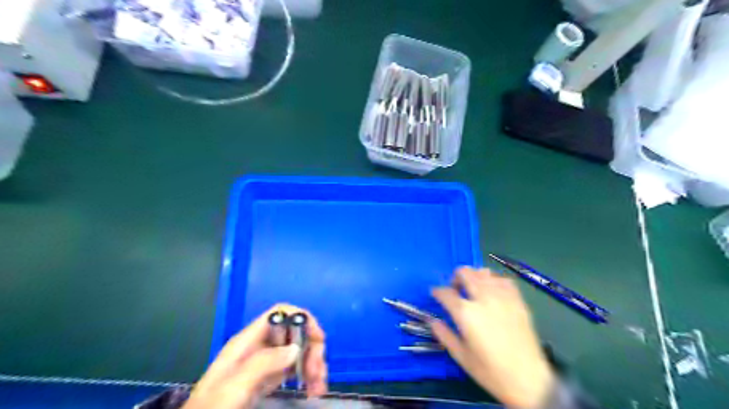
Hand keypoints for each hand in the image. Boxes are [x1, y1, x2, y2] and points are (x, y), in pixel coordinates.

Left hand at [184, 303, 329, 408]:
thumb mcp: (234, 387)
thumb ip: (263, 364)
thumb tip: (296, 348)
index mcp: (248, 341)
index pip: (279, 314)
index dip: (301, 319)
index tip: (317, 339)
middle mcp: (259, 347)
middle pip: (293, 332)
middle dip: (311, 348)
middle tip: (318, 373)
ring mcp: (264, 364)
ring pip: (297, 351)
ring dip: (313, 363)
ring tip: (319, 386)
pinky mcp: (268, 380)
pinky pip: (294, 369)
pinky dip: (307, 376)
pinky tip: (313, 389)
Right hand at [432, 269, 551, 408]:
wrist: (528, 379)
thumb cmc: (490, 371)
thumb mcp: (461, 356)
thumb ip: (444, 335)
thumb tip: (433, 321)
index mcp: (466, 313)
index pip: (446, 292)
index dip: (437, 292)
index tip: (436, 294)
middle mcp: (483, 298)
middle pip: (464, 272)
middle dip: (455, 278)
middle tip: (456, 290)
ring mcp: (502, 297)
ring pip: (483, 272)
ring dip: (474, 277)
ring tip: (474, 290)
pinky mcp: (517, 300)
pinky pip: (502, 279)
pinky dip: (493, 281)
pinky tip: (493, 291)